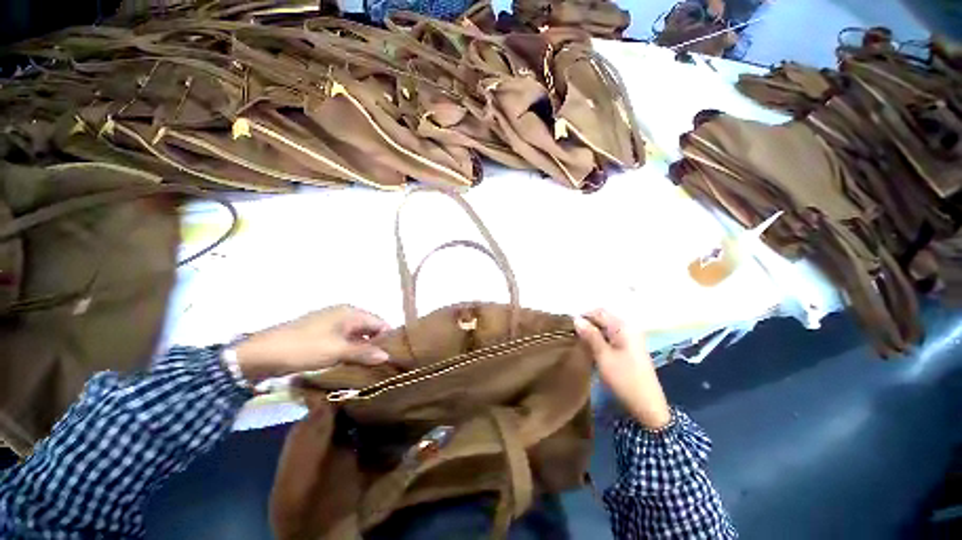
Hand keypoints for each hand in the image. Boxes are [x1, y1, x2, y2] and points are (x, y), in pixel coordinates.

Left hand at [232, 305, 391, 381]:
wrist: (261, 354)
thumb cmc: (304, 348)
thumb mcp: (337, 351)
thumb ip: (364, 352)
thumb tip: (388, 356)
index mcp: (350, 312)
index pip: (380, 322)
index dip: (388, 337)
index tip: (395, 355)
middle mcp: (343, 313)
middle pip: (369, 328)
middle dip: (376, 344)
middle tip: (384, 363)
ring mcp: (331, 323)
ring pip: (356, 335)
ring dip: (363, 349)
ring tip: (371, 366)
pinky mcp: (321, 334)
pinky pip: (343, 340)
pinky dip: (350, 350)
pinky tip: (352, 363)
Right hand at [574, 309, 671, 429]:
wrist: (647, 406)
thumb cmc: (624, 379)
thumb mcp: (603, 356)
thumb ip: (590, 335)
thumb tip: (576, 319)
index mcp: (623, 327)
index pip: (599, 312)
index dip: (583, 316)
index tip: (568, 327)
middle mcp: (628, 329)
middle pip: (602, 319)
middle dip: (587, 324)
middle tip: (572, 335)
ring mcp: (629, 339)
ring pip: (605, 329)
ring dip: (592, 333)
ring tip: (578, 342)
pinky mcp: (628, 350)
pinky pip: (609, 338)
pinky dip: (599, 340)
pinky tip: (590, 349)